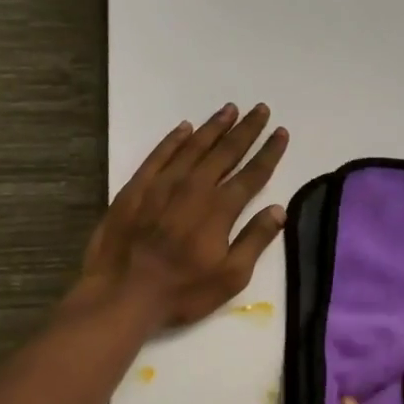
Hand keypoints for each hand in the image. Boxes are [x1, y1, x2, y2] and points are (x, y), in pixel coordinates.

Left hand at [79, 103, 289, 328]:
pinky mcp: (136, 188)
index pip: (252, 174)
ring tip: (230, 109)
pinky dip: (174, 139)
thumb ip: (255, 240)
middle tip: (260, 109)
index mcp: (220, 209)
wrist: (122, 293)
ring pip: (193, 146)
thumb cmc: (182, 291)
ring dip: (214, 127)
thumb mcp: (231, 276)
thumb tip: (278, 209)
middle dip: (246, 130)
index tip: (281, 132)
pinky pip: (159, 154)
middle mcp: (194, 187)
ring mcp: (162, 184)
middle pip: (226, 152)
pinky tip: (184, 128)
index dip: (269, 152)